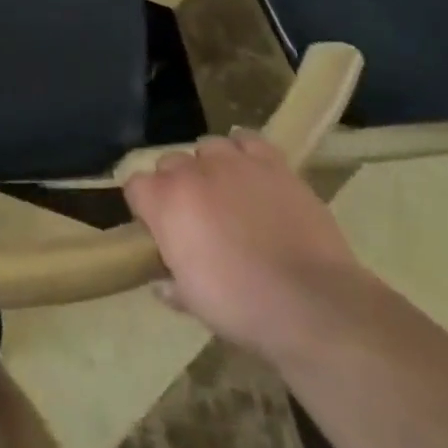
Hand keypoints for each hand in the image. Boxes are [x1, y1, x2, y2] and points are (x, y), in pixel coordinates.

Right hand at [123, 135, 365, 358]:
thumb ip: (172, 284)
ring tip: (226, 192)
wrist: (312, 304)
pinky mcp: (272, 163)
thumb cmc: (241, 307)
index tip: (158, 228)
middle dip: (177, 184)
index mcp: (164, 202)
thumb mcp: (195, 303)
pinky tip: (252, 172)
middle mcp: (192, 172)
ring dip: (210, 166)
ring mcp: (233, 163)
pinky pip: (248, 140)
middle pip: (170, 162)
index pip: (136, 186)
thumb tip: (163, 283)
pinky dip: (245, 151)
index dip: (145, 206)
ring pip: (208, 146)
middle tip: (196, 216)